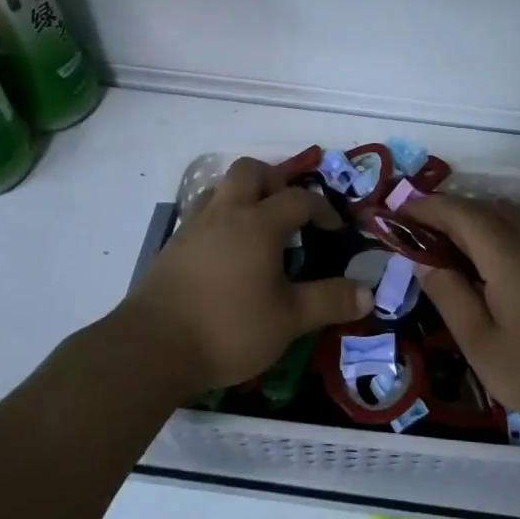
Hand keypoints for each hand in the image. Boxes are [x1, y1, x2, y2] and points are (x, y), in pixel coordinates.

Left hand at [121, 157, 372, 395]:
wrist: (152, 347)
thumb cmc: (228, 328)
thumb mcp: (289, 320)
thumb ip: (329, 301)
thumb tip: (367, 293)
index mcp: (258, 223)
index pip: (298, 198)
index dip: (322, 208)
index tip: (335, 228)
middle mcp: (225, 213)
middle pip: (250, 171)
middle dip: (275, 180)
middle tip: (288, 209)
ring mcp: (193, 226)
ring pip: (219, 187)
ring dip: (242, 194)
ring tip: (256, 224)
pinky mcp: (172, 246)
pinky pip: (200, 213)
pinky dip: (219, 217)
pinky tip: (225, 251)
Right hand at [403, 196, 519, 435]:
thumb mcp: (482, 345)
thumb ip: (449, 294)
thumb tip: (422, 258)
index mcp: (508, 254)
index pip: (458, 211)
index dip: (424, 209)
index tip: (397, 218)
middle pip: (483, 207)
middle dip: (447, 216)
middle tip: (420, 242)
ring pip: (512, 211)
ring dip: (480, 219)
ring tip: (460, 249)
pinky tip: (516, 245)